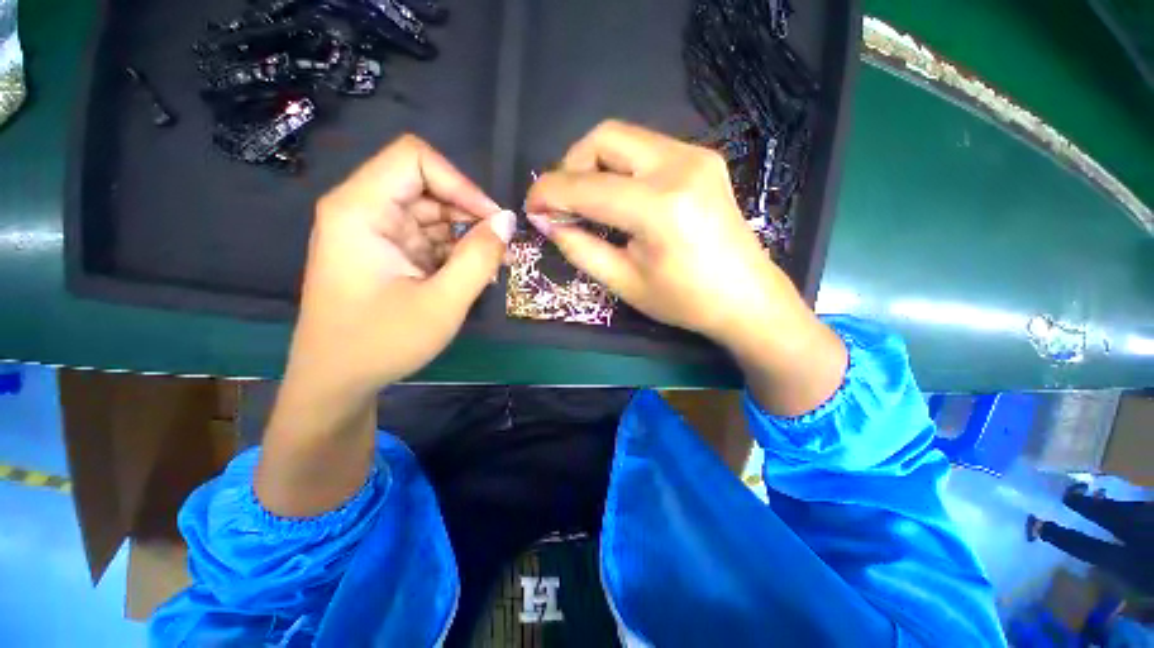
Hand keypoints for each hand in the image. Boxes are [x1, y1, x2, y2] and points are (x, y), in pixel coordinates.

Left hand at [290, 134, 515, 398]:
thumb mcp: (442, 302)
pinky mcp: (387, 253)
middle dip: (469, 214)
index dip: (460, 183)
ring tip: (495, 266)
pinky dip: (456, 253)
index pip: (415, 159)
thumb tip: (507, 221)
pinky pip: (429, 238)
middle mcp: (364, 211)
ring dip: (467, 236)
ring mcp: (376, 233)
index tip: (492, 222)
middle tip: (502, 249)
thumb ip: (478, 258)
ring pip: (433, 214)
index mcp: (361, 210)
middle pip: (427, 186)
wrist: (338, 382)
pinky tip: (476, 275)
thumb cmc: (382, 343)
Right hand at [525, 120, 845, 415]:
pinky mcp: (703, 159)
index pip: (587, 186)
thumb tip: (547, 222)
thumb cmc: (685, 300)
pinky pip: (647, 149)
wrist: (746, 297)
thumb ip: (580, 247)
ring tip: (588, 201)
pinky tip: (619, 196)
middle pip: (605, 137)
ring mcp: (696, 156)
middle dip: (572, 166)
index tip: (532, 207)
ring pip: (625, 138)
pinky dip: (621, 167)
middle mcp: (680, 167)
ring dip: (596, 164)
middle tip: (564, 202)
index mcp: (660, 207)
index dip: (550, 193)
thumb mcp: (624, 282)